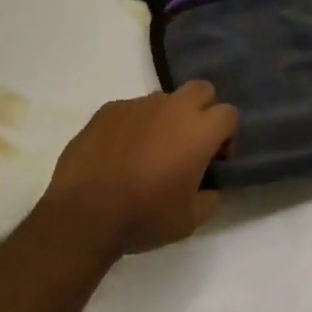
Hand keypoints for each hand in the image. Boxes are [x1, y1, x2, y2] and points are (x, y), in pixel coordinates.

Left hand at [40, 83, 236, 256]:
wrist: (82, 215)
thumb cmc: (143, 218)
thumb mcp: (189, 221)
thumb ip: (209, 197)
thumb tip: (209, 186)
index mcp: (199, 131)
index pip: (228, 113)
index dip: (225, 136)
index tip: (212, 161)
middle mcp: (172, 108)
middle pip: (201, 90)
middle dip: (202, 111)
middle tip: (187, 145)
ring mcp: (138, 105)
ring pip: (164, 100)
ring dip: (166, 119)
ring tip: (148, 152)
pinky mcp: (108, 109)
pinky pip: (131, 110)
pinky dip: (133, 126)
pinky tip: (119, 154)